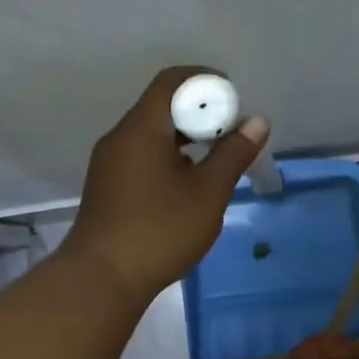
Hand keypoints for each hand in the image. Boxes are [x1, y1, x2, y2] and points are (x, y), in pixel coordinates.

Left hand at [65, 66, 269, 301]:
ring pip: (150, 136)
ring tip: (213, 162)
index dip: (204, 81)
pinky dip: (166, 159)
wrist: (102, 278)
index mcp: (142, 128)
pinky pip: (140, 159)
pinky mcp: (106, 190)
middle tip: (230, 134)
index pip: (171, 81)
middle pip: (160, 108)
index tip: (233, 98)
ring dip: (183, 140)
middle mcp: (119, 138)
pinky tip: (185, 188)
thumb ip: (233, 154)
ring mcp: (108, 165)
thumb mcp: (207, 193)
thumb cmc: (159, 230)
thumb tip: (256, 122)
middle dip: (198, 113)